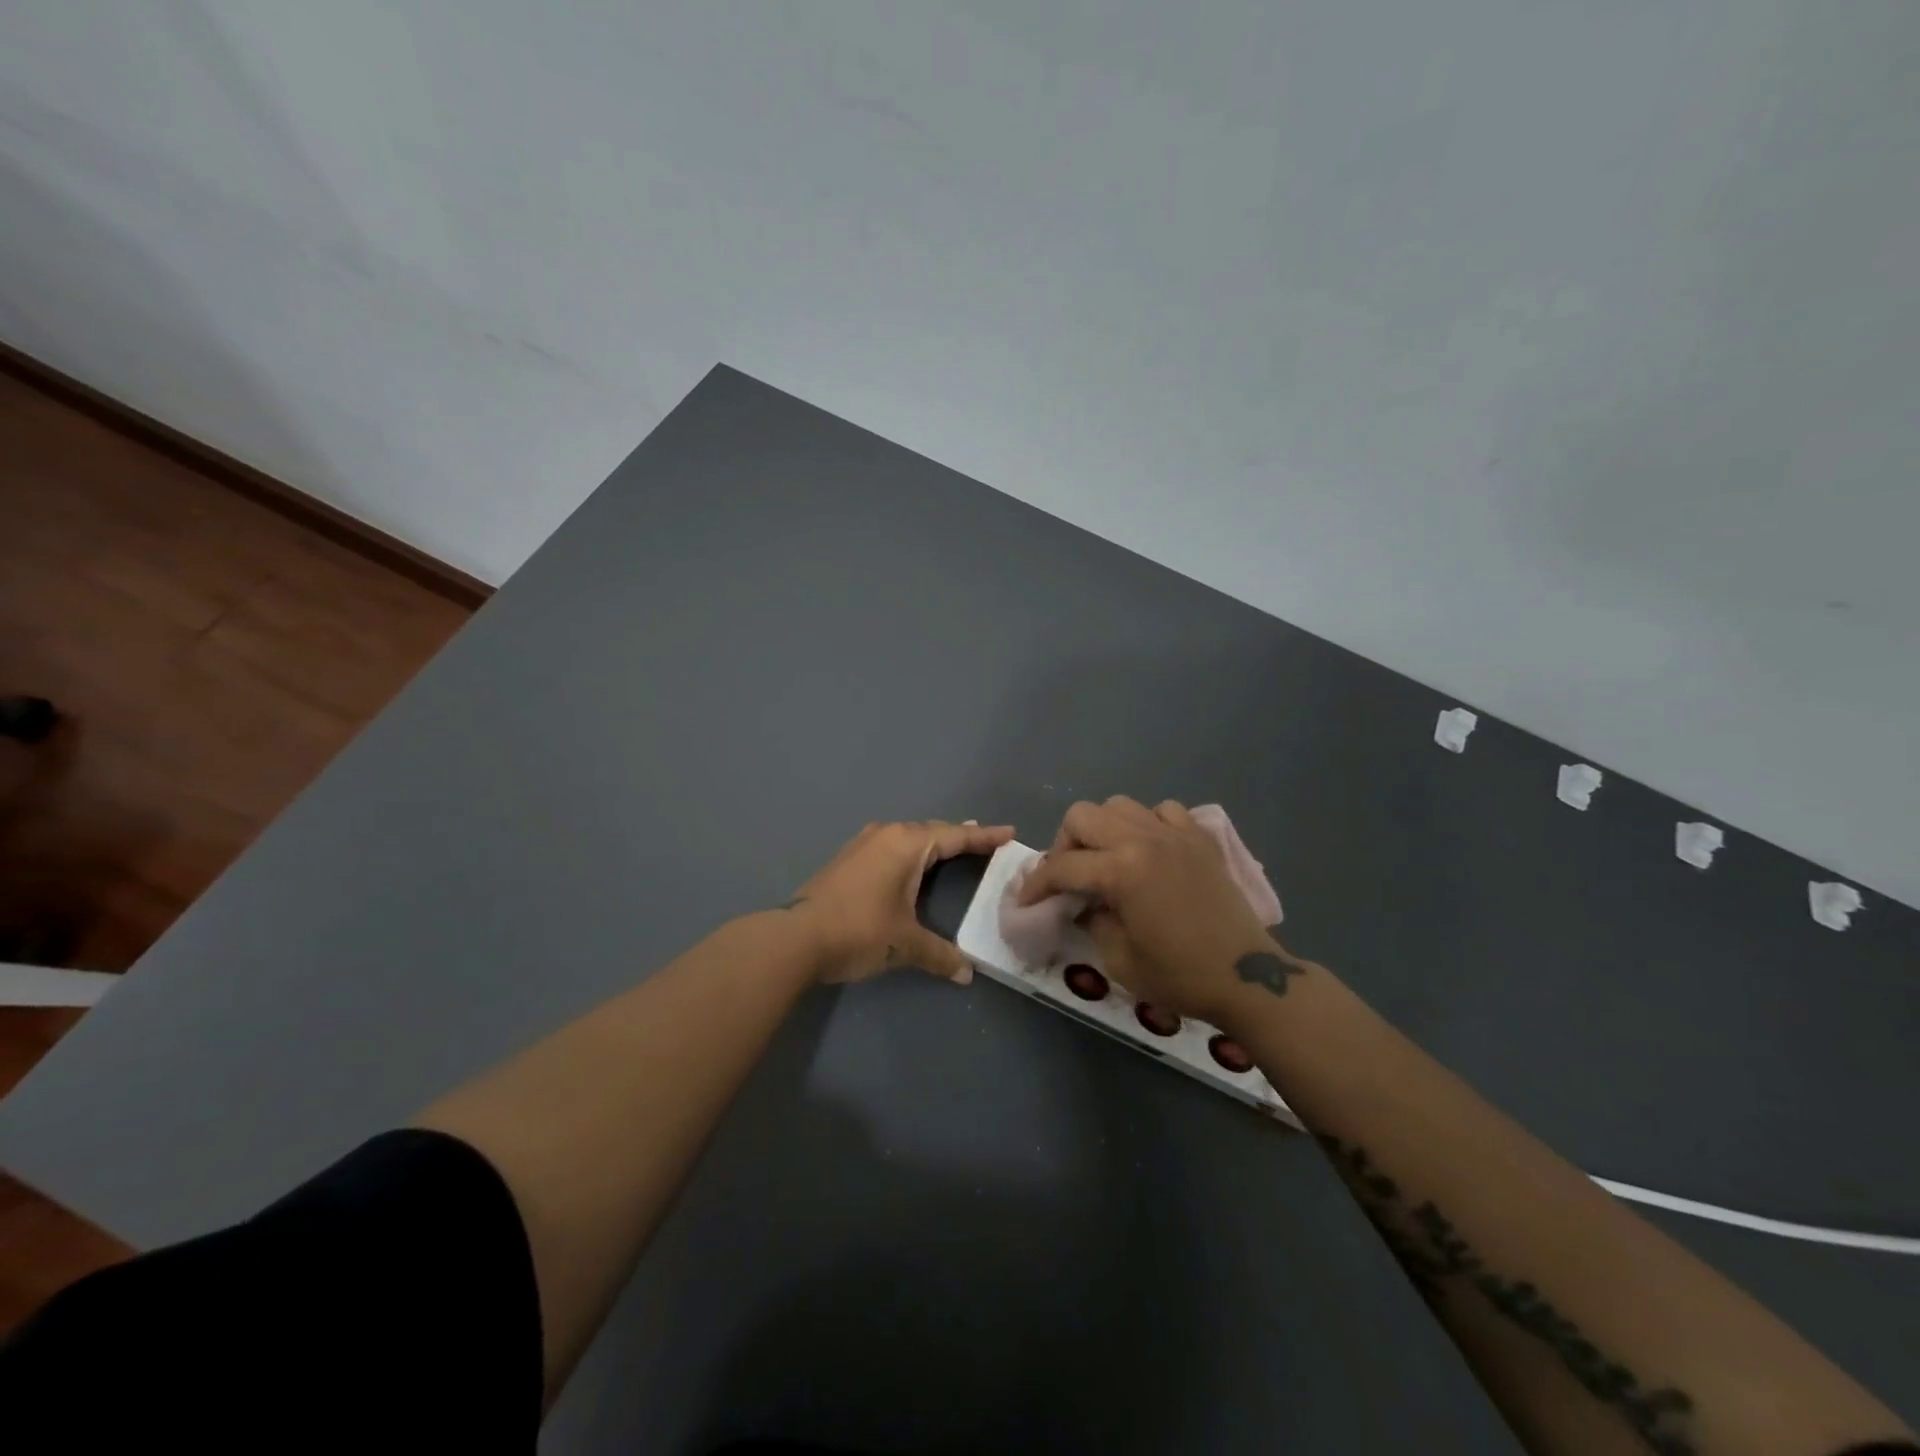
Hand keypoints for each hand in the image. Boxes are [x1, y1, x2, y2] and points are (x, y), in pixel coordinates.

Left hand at [789, 819, 1014, 984]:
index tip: (1008, 833)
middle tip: (984, 841)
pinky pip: (891, 846)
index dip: (984, 837)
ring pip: (908, 837)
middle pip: (931, 831)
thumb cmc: (859, 931)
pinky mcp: (847, 859)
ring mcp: (863, 844)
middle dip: (959, 837)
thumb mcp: (905, 943)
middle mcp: (886, 835)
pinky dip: (910, 851)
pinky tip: (910, 864)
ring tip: (952, 847)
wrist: (796, 937)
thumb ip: (939, 955)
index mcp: (906, 845)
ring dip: (932, 842)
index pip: (954, 837)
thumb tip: (966, 974)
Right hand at [1017, 797, 1299, 1022]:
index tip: (1027, 901)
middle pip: (1083, 816)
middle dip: (1065, 844)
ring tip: (1106, 860)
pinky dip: (1146, 824)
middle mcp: (1144, 839)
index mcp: (1122, 871)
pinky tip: (1148, 851)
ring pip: (1120, 805)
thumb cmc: (1180, 976)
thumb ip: (1091, 920)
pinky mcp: (1200, 838)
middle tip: (1069, 876)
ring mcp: (1175, 833)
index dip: (1037, 884)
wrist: (1247, 979)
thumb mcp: (1119, 958)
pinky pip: (1163, 811)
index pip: (1062, 866)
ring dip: (1102, 829)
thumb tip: (1079, 903)